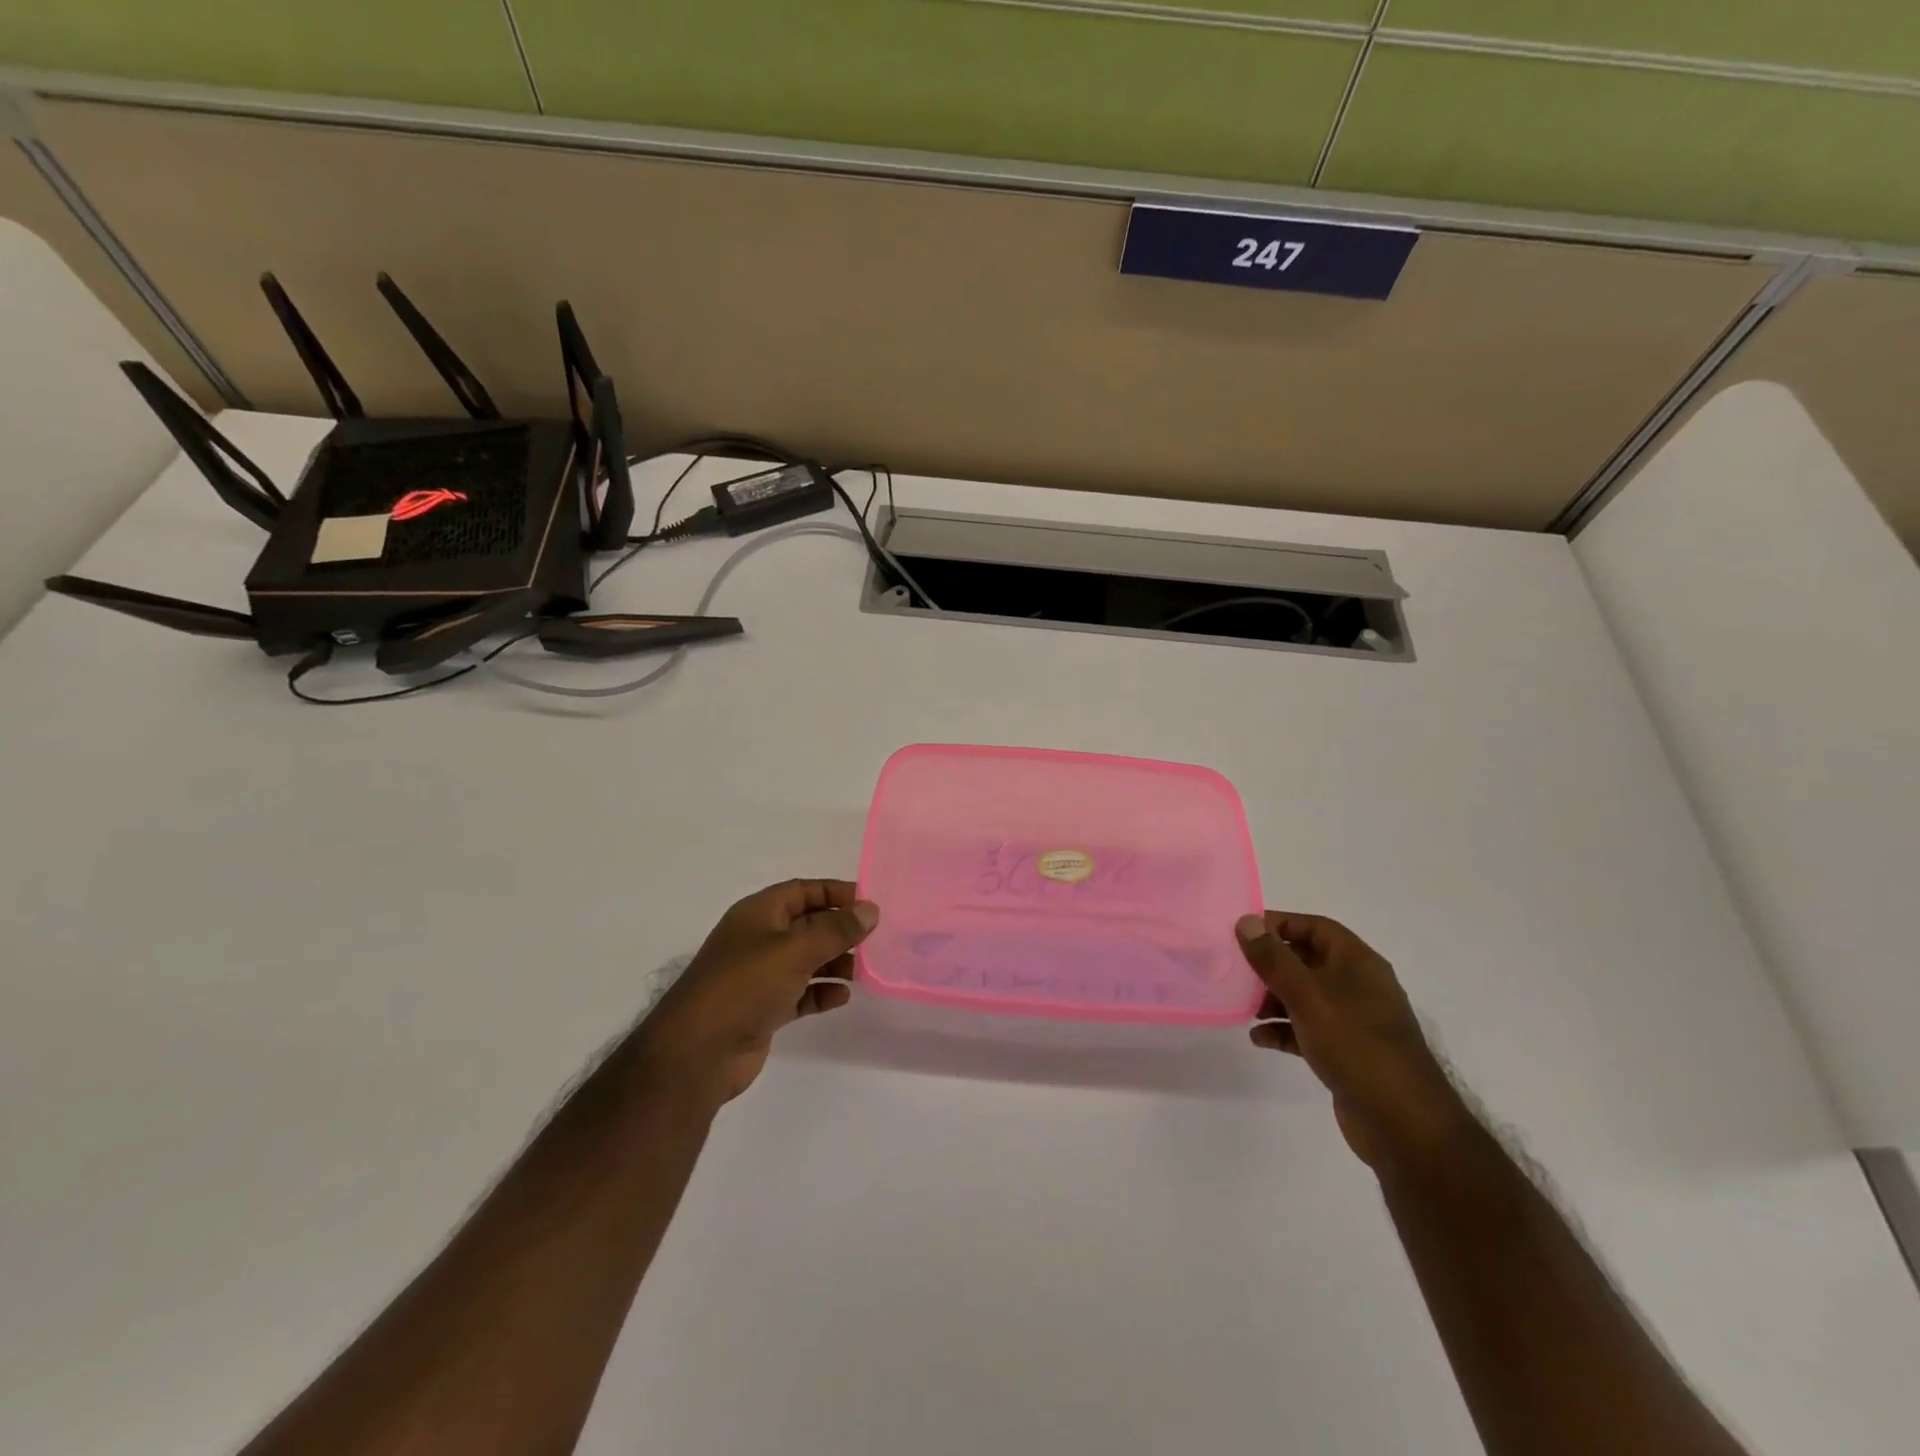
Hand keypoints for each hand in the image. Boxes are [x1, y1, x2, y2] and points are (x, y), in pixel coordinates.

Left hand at [634, 879, 877, 1106]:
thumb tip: (870, 910)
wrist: (697, 1053)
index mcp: (758, 913)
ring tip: (864, 969)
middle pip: (807, 924)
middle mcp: (758, 939)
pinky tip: (843, 997)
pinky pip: (800, 992)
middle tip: (875, 939)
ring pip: (805, 959)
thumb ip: (836, 929)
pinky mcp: (763, 1009)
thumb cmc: (744, 986)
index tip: (869, 903)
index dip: (836, 892)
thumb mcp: (794, 950)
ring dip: (834, 961)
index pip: (803, 890)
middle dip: (839, 929)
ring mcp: (759, 976)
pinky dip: (821, 992)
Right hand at [1236, 912, 1472, 1172]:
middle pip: (1307, 960)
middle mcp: (1358, 986)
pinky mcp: (1347, 1052)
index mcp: (1357, 962)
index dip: (1280, 924)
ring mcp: (1354, 1021)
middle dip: (1271, 963)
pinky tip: (1258, 1038)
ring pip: (1305, 997)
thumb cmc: (1354, 1042)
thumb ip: (1273, 958)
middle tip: (1236, 969)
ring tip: (1244, 1006)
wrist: (1401, 1121)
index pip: (1315, 927)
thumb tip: (1246, 921)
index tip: (1244, 932)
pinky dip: (1284, 1030)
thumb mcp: (1306, 994)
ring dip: (1273, 998)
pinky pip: (1308, 1030)